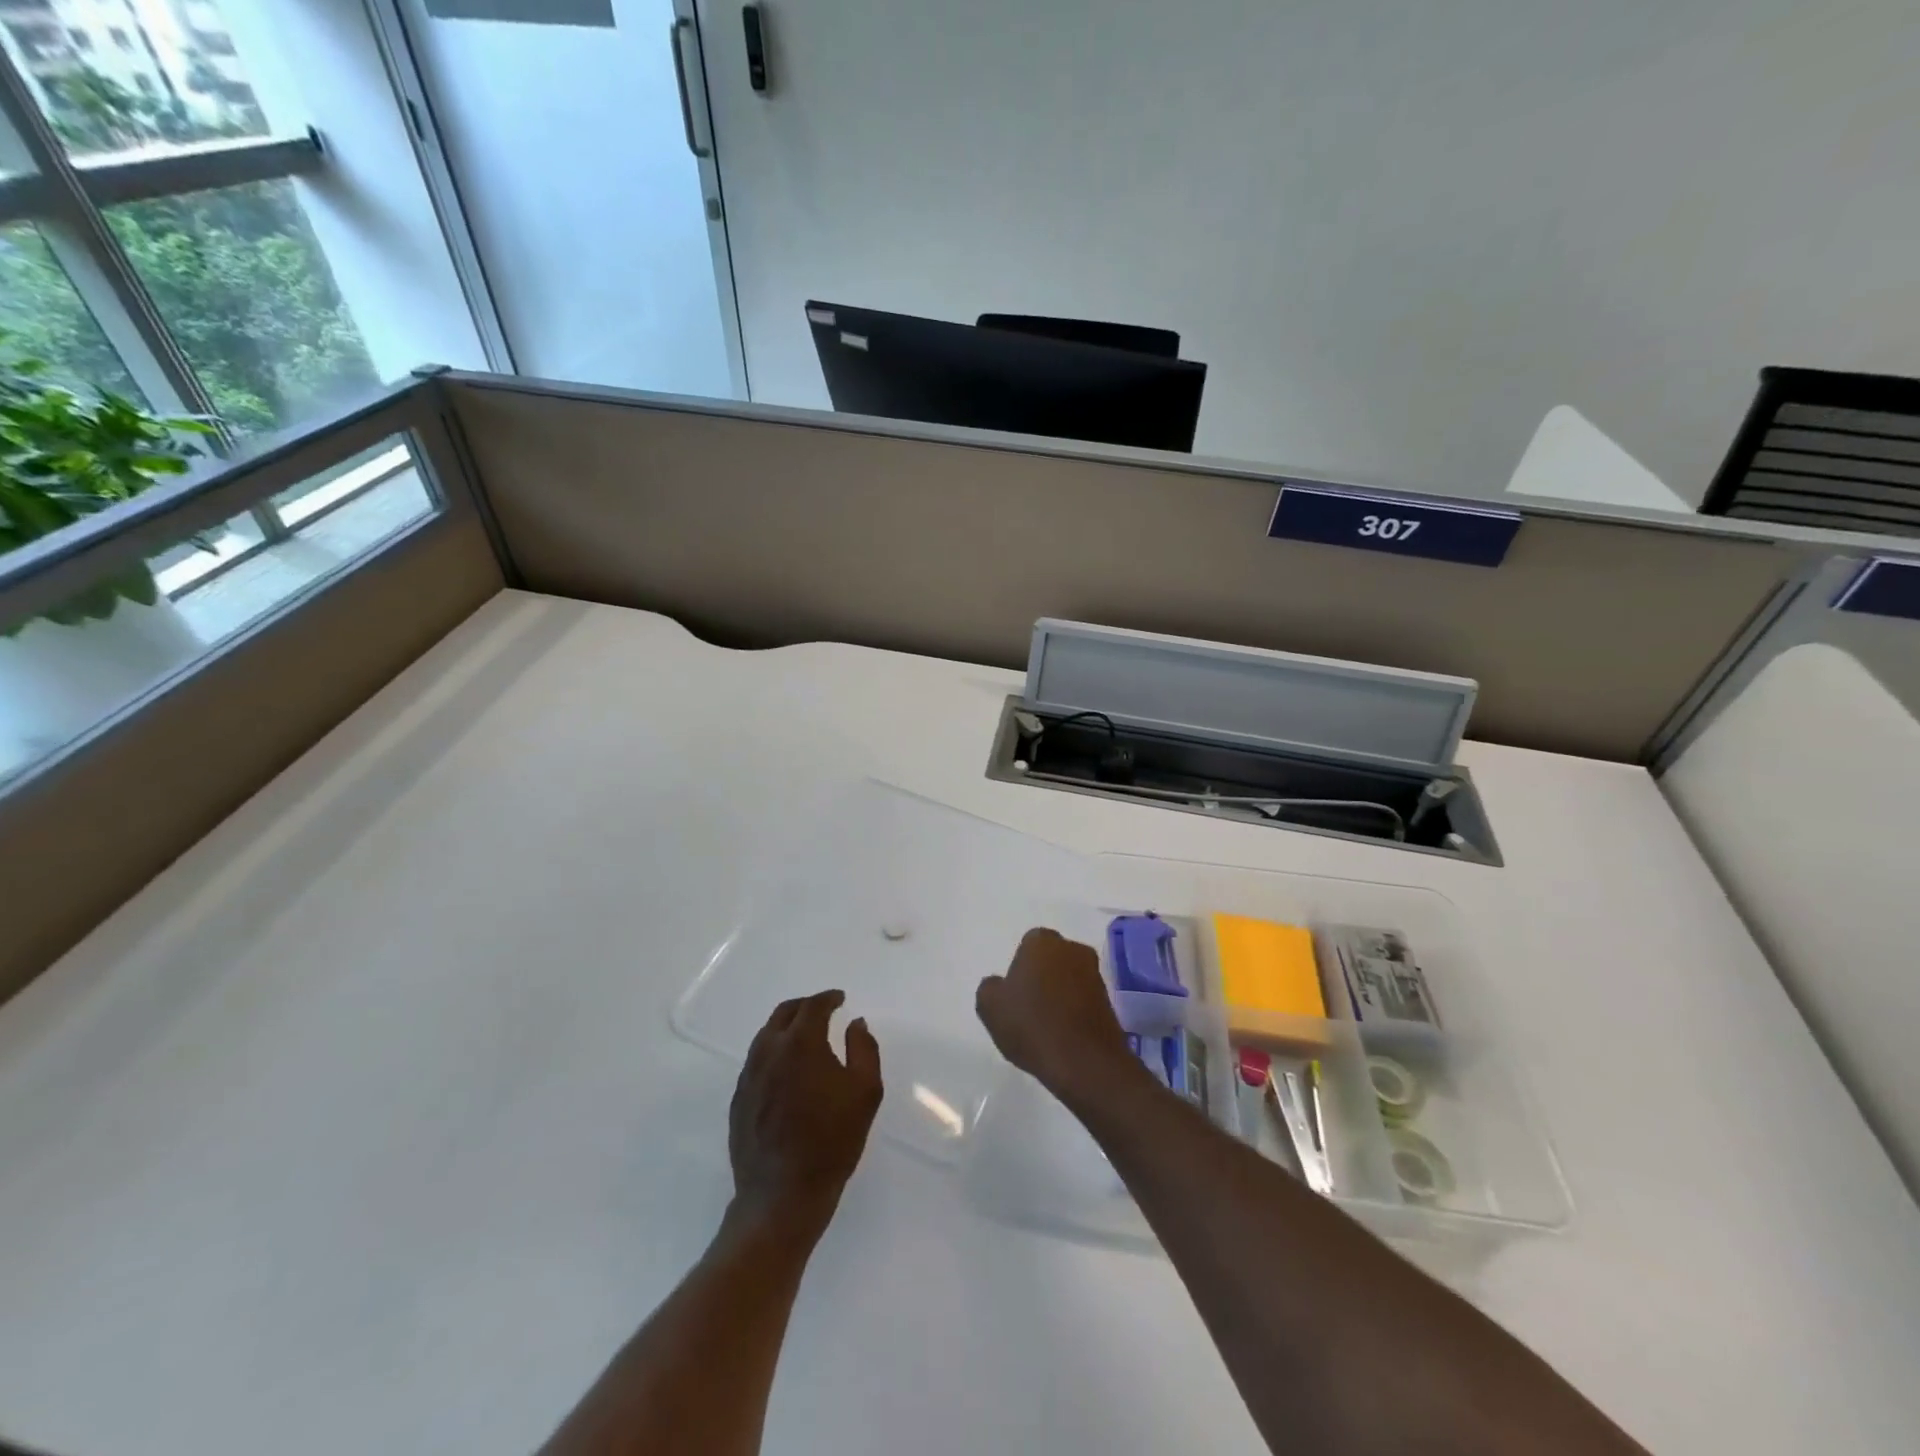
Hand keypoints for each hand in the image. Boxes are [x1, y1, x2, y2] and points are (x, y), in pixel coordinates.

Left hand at [728, 990, 882, 1238]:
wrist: (782, 1195)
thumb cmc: (832, 1141)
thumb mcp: (865, 1092)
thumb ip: (864, 1049)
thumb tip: (855, 1024)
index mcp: (800, 1044)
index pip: (813, 1007)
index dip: (828, 999)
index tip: (840, 999)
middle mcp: (769, 1052)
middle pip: (783, 1014)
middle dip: (804, 1006)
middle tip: (822, 1011)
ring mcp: (749, 1076)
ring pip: (766, 1036)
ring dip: (786, 1028)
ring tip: (804, 1037)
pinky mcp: (739, 1100)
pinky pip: (756, 1062)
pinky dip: (773, 1052)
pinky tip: (787, 1070)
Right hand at [976, 928, 1137, 1106]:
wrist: (1084, 1062)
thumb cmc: (1032, 1025)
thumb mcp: (990, 1006)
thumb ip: (990, 987)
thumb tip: (999, 984)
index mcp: (1042, 941)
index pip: (1027, 945)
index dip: (1019, 969)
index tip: (1013, 994)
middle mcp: (1072, 948)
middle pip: (1051, 959)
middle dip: (1042, 976)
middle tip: (1028, 1007)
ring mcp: (1095, 974)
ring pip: (1069, 978)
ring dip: (1060, 993)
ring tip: (1046, 1026)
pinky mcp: (1110, 1001)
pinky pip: (1084, 999)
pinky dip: (1074, 1011)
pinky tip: (1064, 1035)